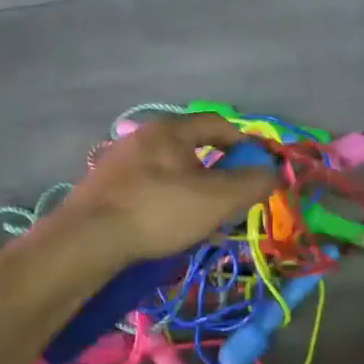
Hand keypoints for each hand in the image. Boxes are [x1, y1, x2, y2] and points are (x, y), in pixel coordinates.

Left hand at [53, 113, 278, 261]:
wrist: (88, 239)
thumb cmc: (159, 210)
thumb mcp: (217, 199)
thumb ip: (252, 183)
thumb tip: (275, 173)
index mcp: (171, 130)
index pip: (218, 124)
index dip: (244, 142)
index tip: (258, 167)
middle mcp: (143, 137)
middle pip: (192, 147)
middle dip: (217, 172)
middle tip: (230, 199)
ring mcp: (118, 161)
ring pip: (169, 170)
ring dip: (192, 190)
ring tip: (201, 220)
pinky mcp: (103, 187)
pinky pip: (147, 188)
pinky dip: (166, 202)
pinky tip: (167, 228)